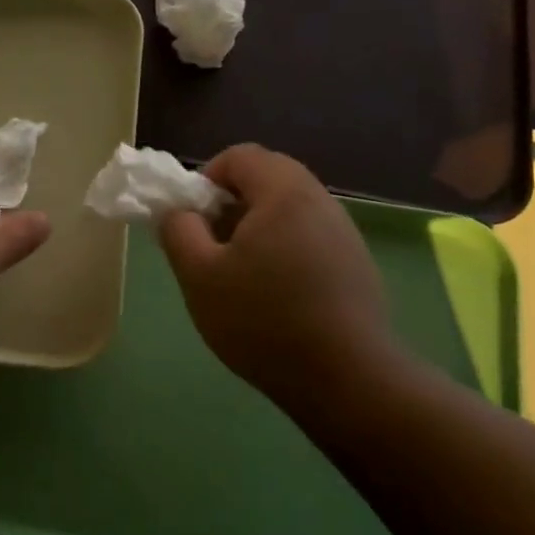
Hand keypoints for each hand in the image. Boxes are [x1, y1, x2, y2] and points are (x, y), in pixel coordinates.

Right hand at [159, 145, 397, 415]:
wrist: (347, 379)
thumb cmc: (263, 319)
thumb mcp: (199, 275)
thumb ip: (178, 231)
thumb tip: (180, 212)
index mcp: (283, 192)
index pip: (239, 156)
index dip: (206, 179)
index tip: (194, 220)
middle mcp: (319, 200)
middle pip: (267, 177)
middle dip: (231, 204)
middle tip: (213, 245)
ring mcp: (344, 232)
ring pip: (289, 208)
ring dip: (257, 227)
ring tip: (241, 274)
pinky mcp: (356, 263)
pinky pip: (309, 235)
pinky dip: (284, 248)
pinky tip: (276, 295)